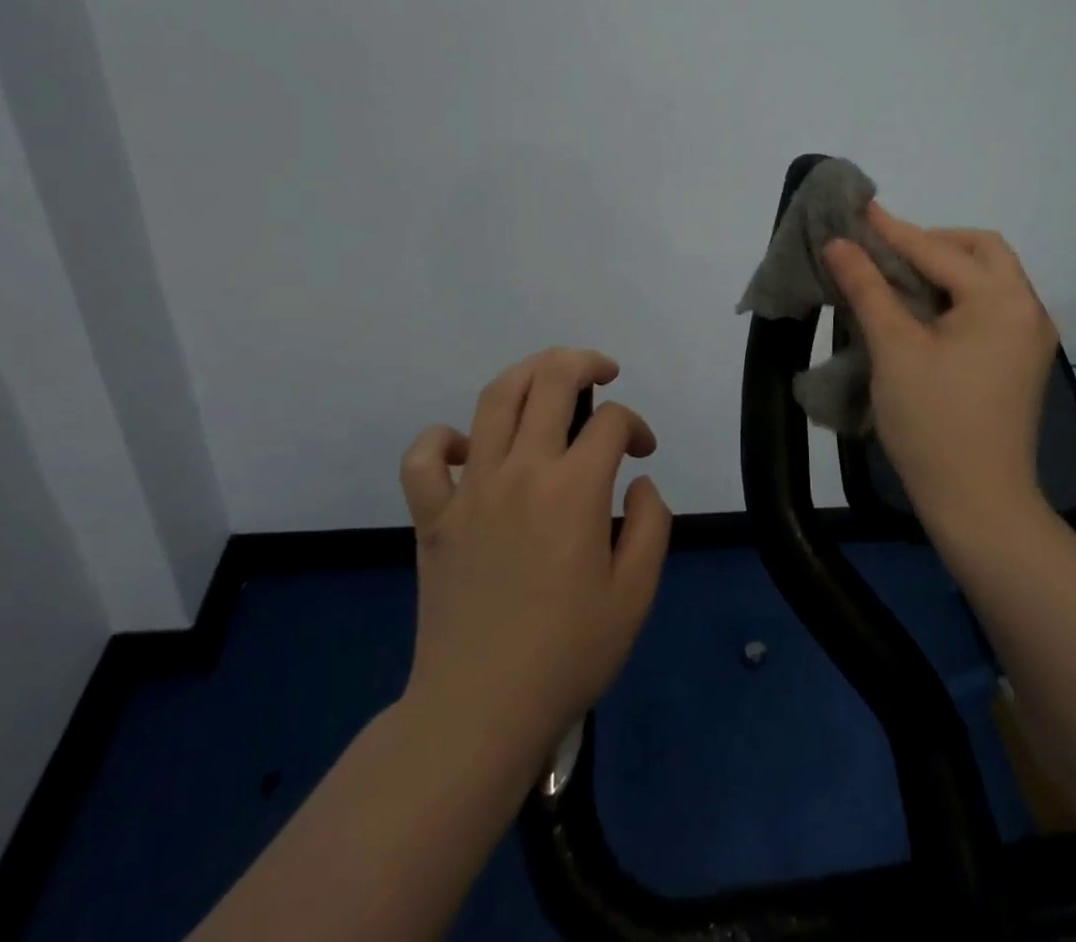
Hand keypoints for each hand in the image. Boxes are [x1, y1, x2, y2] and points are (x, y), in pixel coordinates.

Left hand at [398, 348, 671, 772]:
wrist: (480, 712)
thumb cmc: (568, 654)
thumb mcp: (636, 594)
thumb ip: (652, 523)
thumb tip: (638, 481)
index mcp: (574, 489)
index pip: (611, 422)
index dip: (636, 425)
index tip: (644, 452)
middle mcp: (521, 471)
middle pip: (550, 381)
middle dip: (583, 363)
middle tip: (603, 372)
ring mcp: (470, 489)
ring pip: (494, 399)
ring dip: (527, 374)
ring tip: (549, 379)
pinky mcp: (433, 517)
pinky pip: (424, 458)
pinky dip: (443, 439)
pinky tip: (470, 448)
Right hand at [824, 204, 1059, 541]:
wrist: (979, 503)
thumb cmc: (933, 422)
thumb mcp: (893, 349)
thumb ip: (867, 288)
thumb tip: (840, 243)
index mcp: (1002, 301)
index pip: (939, 251)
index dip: (893, 230)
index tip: (858, 209)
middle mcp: (1026, 309)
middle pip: (981, 251)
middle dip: (932, 243)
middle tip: (886, 253)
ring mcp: (1029, 337)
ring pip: (988, 278)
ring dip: (944, 268)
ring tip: (897, 278)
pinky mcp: (1020, 361)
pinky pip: (989, 307)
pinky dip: (956, 296)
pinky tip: (922, 310)